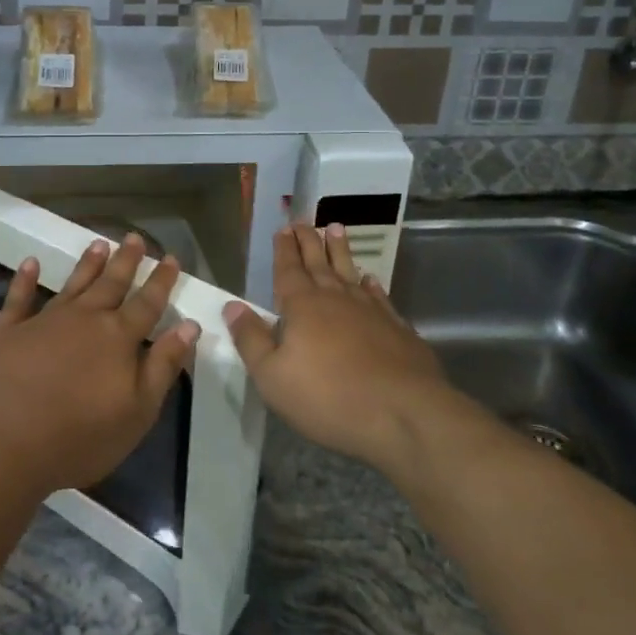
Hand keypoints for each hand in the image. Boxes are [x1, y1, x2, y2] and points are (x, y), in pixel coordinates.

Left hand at [0, 236, 198, 496]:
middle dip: (126, 261)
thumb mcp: (137, 412)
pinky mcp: (7, 332)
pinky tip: (30, 263)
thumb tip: (189, 325)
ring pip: (72, 284)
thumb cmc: (78, 438)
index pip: (147, 303)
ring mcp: (43, 321)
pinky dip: (25, 279)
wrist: (2, 445)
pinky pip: (18, 298)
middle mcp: (84, 319)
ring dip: (87, 264)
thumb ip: (163, 366)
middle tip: (135, 237)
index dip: (161, 280)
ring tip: (99, 243)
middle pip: (111, 283)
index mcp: (117, 338)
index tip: (171, 257)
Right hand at [224, 223, 457, 472]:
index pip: (289, 269)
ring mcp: (370, 311)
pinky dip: (371, 285)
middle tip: (303, 221)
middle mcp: (335, 298)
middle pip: (318, 262)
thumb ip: (251, 339)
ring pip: (350, 271)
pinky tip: (369, 280)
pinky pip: (379, 297)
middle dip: (308, 241)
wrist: (403, 413)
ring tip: (336, 228)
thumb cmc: (328, 398)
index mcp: (302, 306)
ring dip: (340, 250)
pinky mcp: (396, 328)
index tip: (283, 228)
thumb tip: (232, 305)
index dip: (284, 249)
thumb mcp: (272, 376)